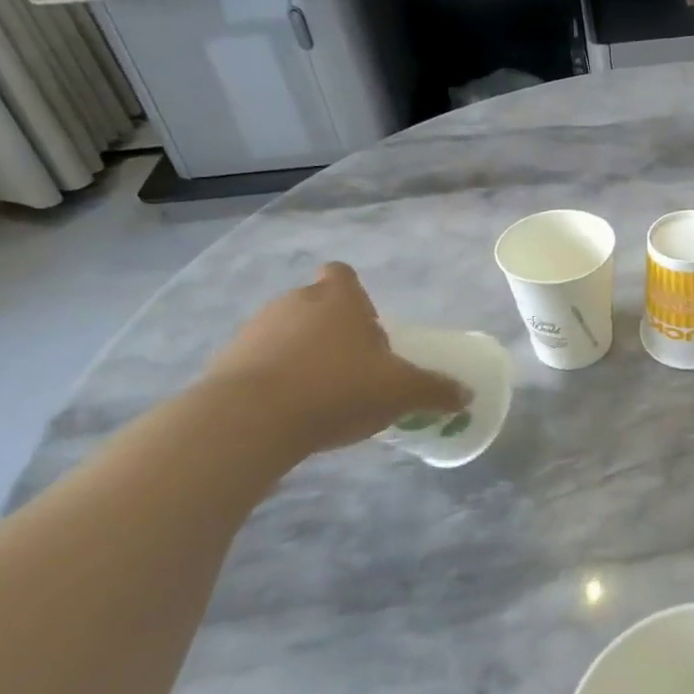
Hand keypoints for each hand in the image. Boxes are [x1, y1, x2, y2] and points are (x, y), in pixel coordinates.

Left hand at [202, 263, 468, 453]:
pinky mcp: (226, 361)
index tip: (364, 321)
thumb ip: (434, 391)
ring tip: (319, 392)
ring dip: (300, 353)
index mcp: (339, 300)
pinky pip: (258, 361)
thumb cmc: (338, 388)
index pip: (343, 274)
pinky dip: (273, 378)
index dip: (353, 293)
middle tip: (351, 365)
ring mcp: (256, 330)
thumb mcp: (400, 392)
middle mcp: (295, 302)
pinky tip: (288, 410)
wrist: (252, 419)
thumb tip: (466, 395)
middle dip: (330, 328)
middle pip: (315, 303)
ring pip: (285, 332)